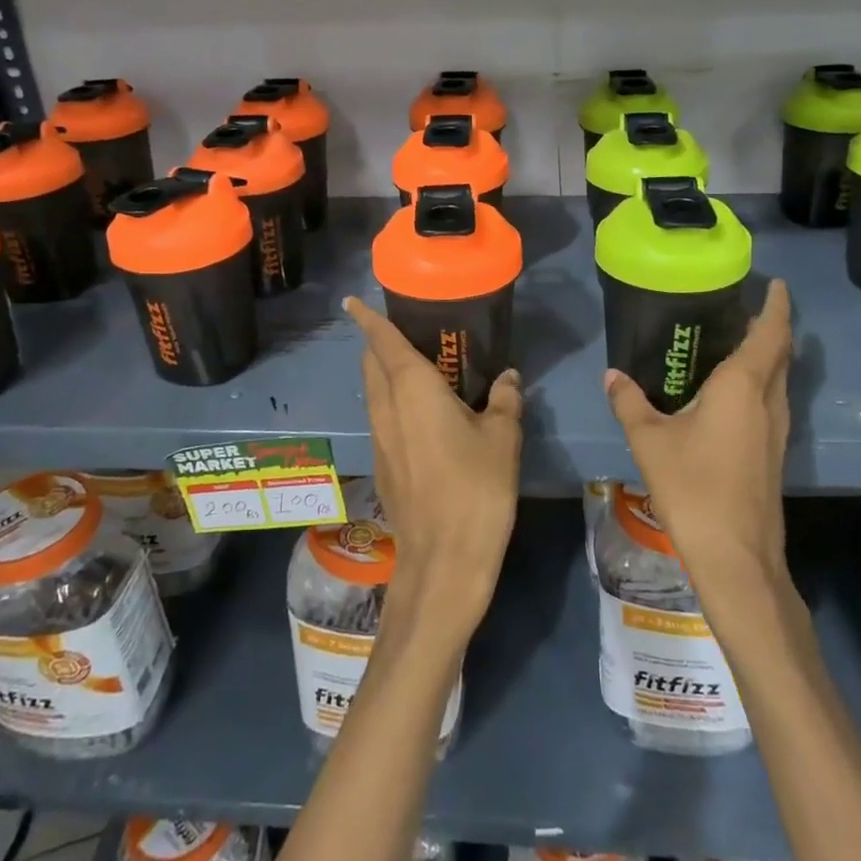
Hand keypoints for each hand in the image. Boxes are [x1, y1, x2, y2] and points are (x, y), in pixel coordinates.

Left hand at [345, 297, 522, 639]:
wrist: (443, 558)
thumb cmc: (476, 487)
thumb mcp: (502, 438)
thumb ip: (504, 400)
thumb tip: (508, 377)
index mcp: (412, 389)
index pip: (382, 342)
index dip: (367, 319)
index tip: (352, 301)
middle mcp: (386, 407)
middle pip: (371, 364)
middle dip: (378, 344)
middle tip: (408, 332)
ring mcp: (379, 438)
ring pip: (373, 392)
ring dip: (385, 374)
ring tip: (418, 368)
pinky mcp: (382, 463)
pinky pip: (382, 416)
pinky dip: (392, 402)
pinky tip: (422, 414)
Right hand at [604, 281, 792, 586]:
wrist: (735, 556)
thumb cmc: (693, 487)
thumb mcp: (649, 440)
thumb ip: (629, 402)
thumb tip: (611, 374)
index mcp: (742, 387)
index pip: (770, 333)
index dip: (777, 306)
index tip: (776, 283)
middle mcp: (768, 402)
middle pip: (780, 353)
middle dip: (770, 326)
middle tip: (743, 307)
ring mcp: (777, 430)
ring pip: (779, 379)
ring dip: (767, 355)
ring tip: (735, 340)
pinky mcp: (774, 453)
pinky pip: (771, 401)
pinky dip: (760, 382)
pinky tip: (729, 392)